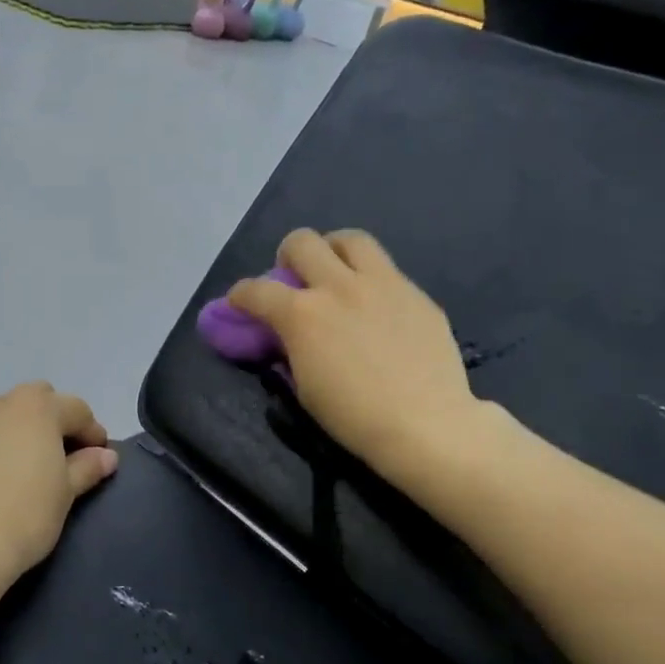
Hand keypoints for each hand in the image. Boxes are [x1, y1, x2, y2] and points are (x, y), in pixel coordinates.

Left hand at [0, 384, 120, 583]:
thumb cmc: (26, 513)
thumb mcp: (66, 492)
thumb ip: (87, 467)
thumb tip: (106, 456)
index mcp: (35, 408)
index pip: (76, 409)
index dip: (93, 433)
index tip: (100, 459)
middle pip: (36, 402)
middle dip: (53, 421)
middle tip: (63, 457)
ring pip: (3, 419)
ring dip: (20, 434)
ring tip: (27, 470)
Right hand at [227, 229, 494, 483]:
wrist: (425, 424)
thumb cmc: (353, 417)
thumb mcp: (304, 386)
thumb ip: (292, 350)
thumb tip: (288, 337)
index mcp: (303, 315)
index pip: (256, 290)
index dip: (239, 295)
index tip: (239, 303)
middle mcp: (339, 287)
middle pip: (302, 242)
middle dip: (287, 255)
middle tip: (293, 278)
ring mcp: (383, 284)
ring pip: (351, 239)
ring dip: (333, 250)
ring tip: (335, 273)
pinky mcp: (416, 294)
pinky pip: (387, 271)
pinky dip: (370, 281)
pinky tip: (376, 309)